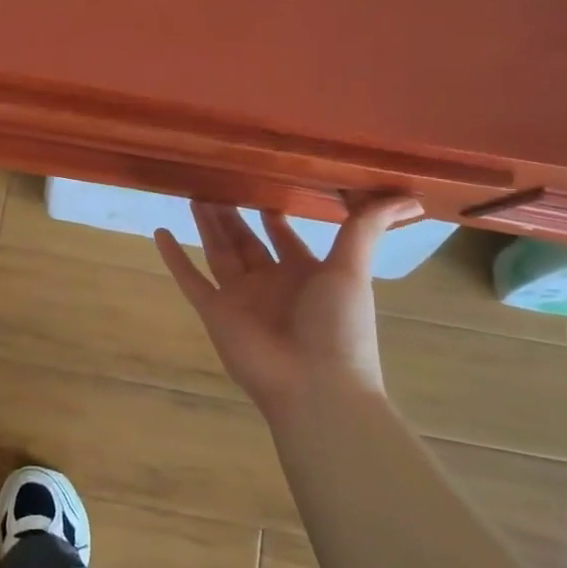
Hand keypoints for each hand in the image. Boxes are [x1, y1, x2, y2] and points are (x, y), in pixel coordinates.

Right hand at [156, 195, 421, 424]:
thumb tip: (406, 195)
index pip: (284, 236)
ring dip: (206, 225)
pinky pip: (190, 279)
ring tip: (193, 194)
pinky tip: (160, 233)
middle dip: (234, 213)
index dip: (275, 213)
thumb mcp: (353, 270)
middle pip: (246, 240)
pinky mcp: (214, 312)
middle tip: (218, 181)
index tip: (263, 183)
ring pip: (218, 252)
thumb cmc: (338, 326)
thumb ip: (366, 228)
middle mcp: (270, 283)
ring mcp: (240, 298)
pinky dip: (174, 259)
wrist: (315, 386)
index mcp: (305, 274)